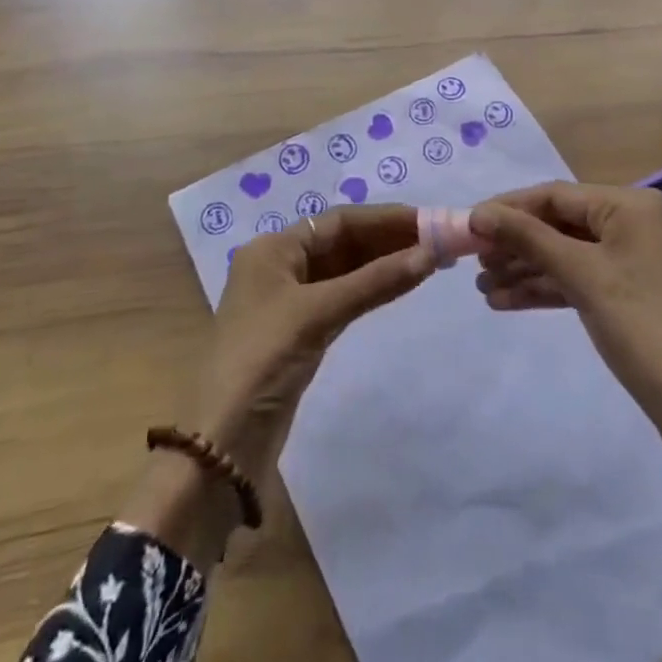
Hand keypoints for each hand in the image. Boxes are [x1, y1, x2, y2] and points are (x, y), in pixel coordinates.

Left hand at [192, 204, 432, 480]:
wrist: (223, 442)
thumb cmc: (263, 359)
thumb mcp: (318, 313)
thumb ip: (375, 282)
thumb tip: (430, 254)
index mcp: (273, 249)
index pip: (338, 221)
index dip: (384, 219)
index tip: (428, 221)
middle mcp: (280, 265)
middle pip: (342, 242)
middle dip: (388, 239)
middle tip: (437, 240)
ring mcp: (290, 300)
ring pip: (345, 270)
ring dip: (384, 264)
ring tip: (430, 259)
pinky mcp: (301, 331)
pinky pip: (343, 297)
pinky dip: (371, 289)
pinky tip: (401, 285)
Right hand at [471, 183, 661, 511]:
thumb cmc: (641, 326)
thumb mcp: (581, 275)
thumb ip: (528, 238)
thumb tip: (478, 213)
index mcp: (631, 205)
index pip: (556, 195)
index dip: (509, 209)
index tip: (468, 225)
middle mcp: (636, 223)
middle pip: (561, 224)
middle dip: (516, 244)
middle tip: (473, 263)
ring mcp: (637, 260)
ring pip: (569, 254)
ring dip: (527, 270)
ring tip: (483, 289)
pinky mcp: (634, 293)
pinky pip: (582, 279)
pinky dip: (548, 289)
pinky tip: (507, 302)